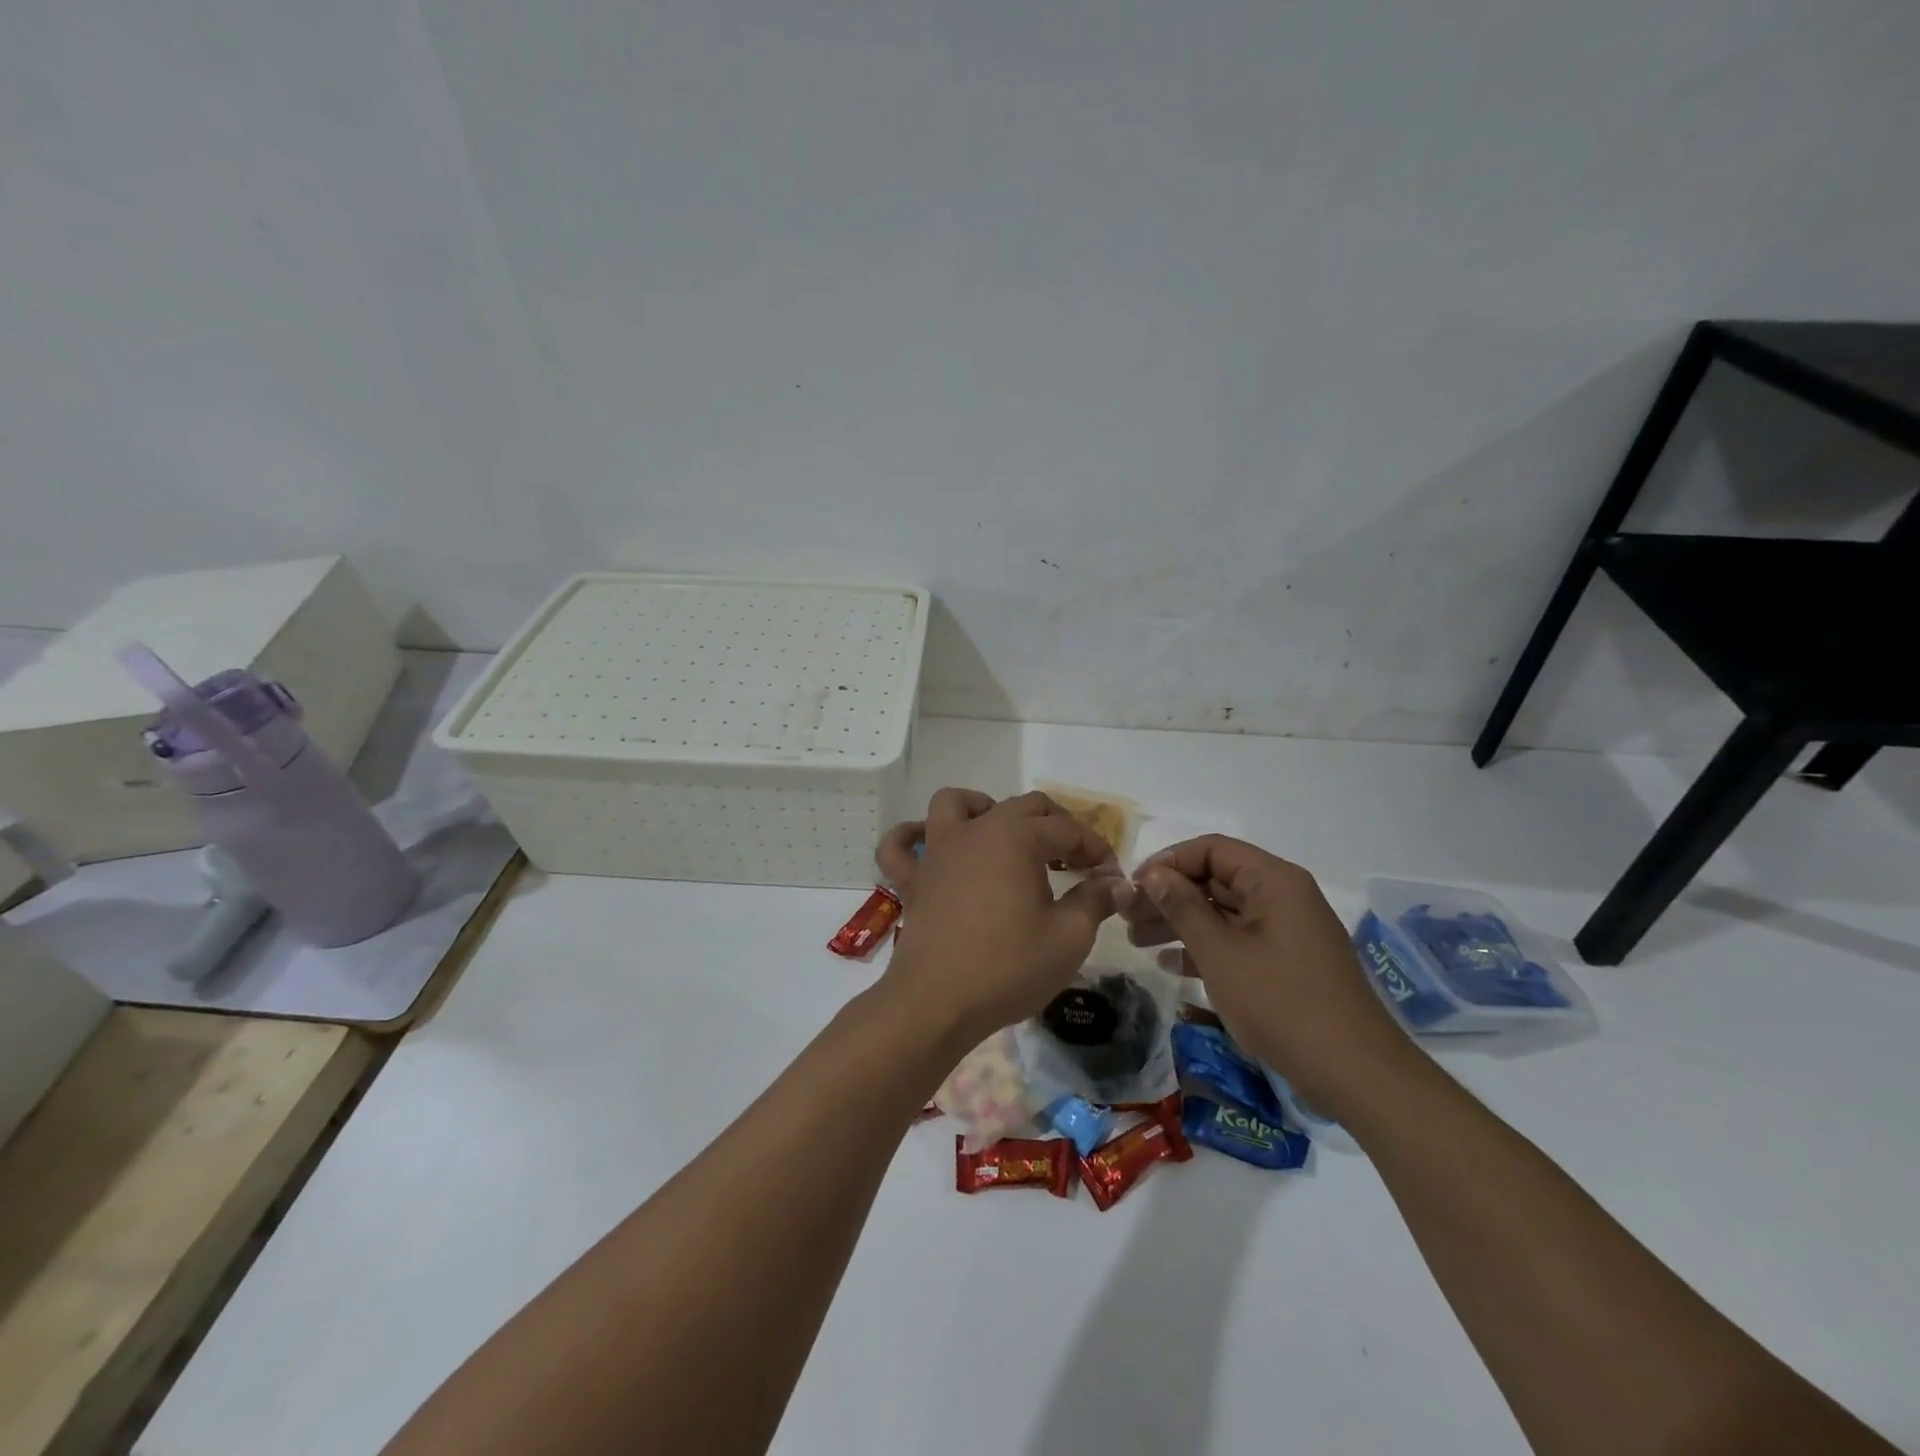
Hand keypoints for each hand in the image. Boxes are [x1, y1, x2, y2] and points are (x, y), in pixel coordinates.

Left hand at [874, 789, 1129, 1045]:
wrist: (937, 1004)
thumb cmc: (1008, 968)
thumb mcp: (1069, 937)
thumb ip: (1094, 900)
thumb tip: (1113, 883)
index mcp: (1016, 837)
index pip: (1066, 829)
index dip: (1094, 849)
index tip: (1110, 877)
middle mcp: (975, 831)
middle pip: (1021, 806)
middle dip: (1056, 826)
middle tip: (1075, 861)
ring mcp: (937, 852)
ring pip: (955, 804)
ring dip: (984, 808)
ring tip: (1006, 836)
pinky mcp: (912, 880)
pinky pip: (900, 846)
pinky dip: (912, 838)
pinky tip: (929, 846)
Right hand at [1128, 836, 1413, 1118]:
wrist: (1354, 1073)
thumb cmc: (1281, 1003)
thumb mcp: (1221, 953)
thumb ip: (1183, 907)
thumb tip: (1153, 873)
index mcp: (1273, 880)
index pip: (1211, 849)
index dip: (1167, 862)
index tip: (1133, 886)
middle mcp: (1282, 896)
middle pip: (1215, 879)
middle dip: (1168, 895)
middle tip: (1125, 916)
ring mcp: (1286, 930)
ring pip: (1223, 912)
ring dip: (1179, 922)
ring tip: (1137, 940)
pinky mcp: (1287, 962)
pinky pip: (1238, 940)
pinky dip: (1204, 946)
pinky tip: (1170, 963)